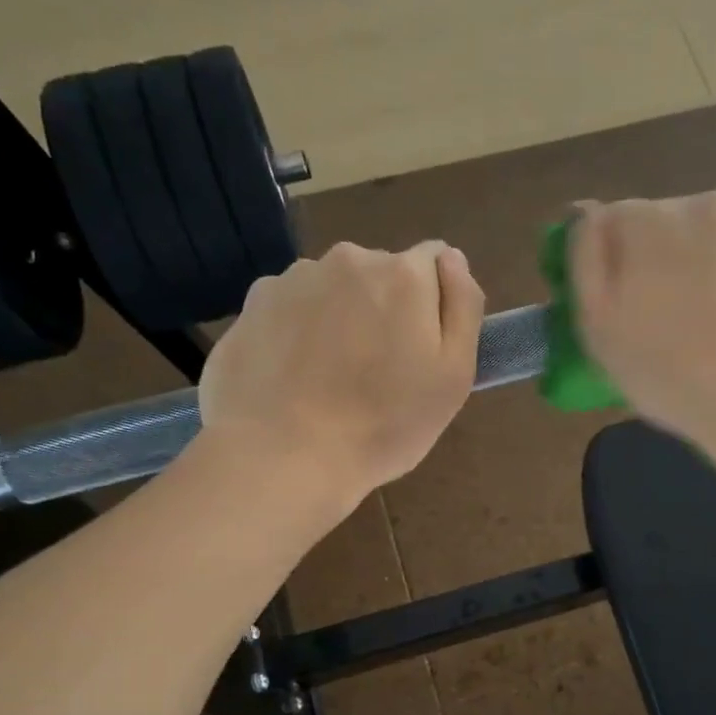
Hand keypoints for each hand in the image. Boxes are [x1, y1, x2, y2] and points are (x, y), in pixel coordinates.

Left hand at [199, 241, 483, 498]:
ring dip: (340, 318)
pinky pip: (291, 308)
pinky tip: (295, 377)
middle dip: (385, 308)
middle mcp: (347, 259)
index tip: (423, 348)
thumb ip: (463, 306)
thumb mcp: (453, 376)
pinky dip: (298, 331)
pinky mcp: (252, 305)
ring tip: (331, 379)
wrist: (282, 456)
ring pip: (333, 289)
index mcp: (403, 275)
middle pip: (381, 273)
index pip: (434, 261)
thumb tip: (453, 259)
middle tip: (379, 372)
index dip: (434, 303)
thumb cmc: (383, 425)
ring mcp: (293, 279)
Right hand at [568, 192, 715, 442]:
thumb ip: (585, 261)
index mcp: (642, 222)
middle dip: (670, 255)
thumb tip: (587, 214)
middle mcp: (697, 201)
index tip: (632, 303)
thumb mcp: (597, 329)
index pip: (617, 221)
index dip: (620, 262)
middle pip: (672, 220)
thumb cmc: (666, 374)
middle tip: (681, 315)